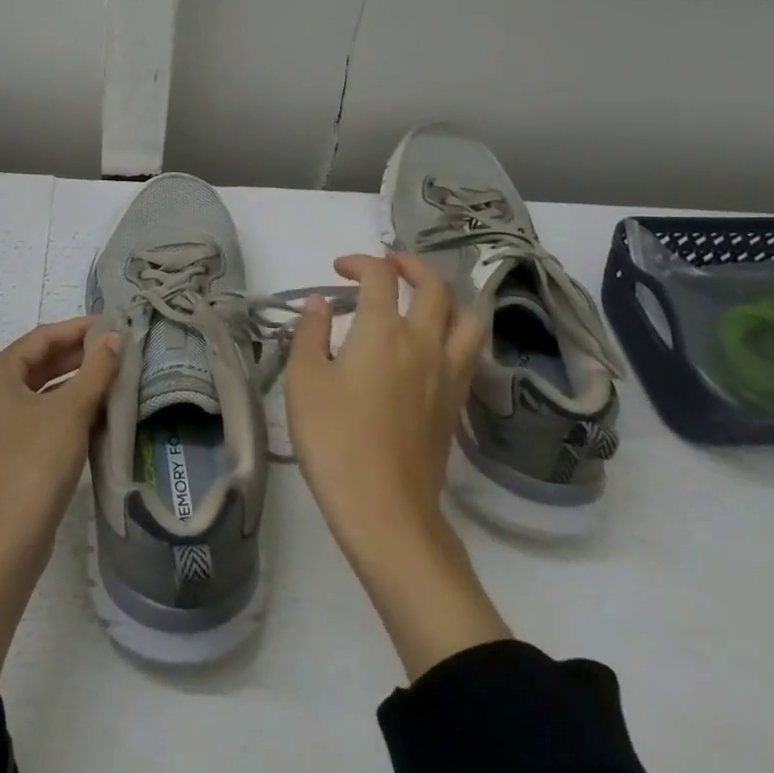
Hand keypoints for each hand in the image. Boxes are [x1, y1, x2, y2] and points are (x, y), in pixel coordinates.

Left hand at [0, 317, 122, 677]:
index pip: (42, 337)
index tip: (113, 324)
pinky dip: (64, 405)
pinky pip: (38, 413)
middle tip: (117, 347)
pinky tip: (95, 409)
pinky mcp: (5, 450)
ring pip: (40, 388)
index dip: (78, 328)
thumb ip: (96, 370)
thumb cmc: (36, 464)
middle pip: (38, 361)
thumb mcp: (72, 411)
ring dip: (74, 379)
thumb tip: (116, 337)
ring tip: (112, 373)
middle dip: (78, 353)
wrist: (7, 542)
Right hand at [286, 253, 509, 679]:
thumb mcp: (304, 381)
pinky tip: (433, 346)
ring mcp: (446, 374)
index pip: (380, 276)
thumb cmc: (335, 440)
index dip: (360, 262)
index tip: (338, 270)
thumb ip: (311, 334)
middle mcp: (423, 343)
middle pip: (434, 286)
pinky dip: (455, 332)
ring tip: (423, 299)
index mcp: (383, 331)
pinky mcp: (455, 404)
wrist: (385, 510)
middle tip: (386, 266)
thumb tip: (322, 304)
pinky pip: (469, 352)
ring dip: (446, 297)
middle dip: (410, 265)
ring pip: (466, 318)